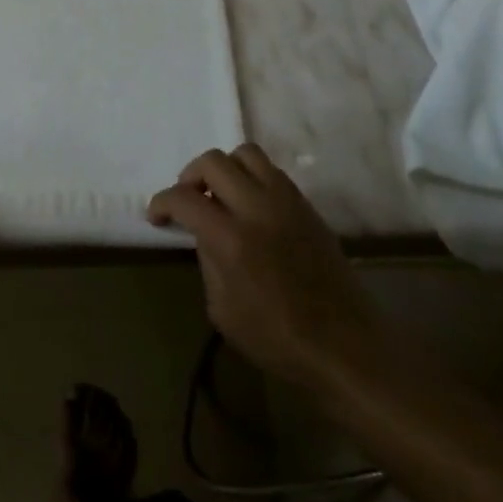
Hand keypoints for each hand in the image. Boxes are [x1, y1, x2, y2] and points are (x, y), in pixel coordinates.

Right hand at [148, 144, 382, 393]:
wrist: (346, 347)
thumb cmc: (278, 340)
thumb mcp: (222, 310)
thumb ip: (207, 261)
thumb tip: (204, 233)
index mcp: (231, 238)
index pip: (184, 198)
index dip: (162, 202)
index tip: (156, 215)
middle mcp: (257, 208)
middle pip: (213, 161)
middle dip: (190, 176)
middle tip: (188, 201)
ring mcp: (286, 202)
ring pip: (245, 154)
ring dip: (224, 169)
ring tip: (220, 195)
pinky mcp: (307, 206)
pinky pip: (272, 172)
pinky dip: (252, 178)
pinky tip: (250, 206)